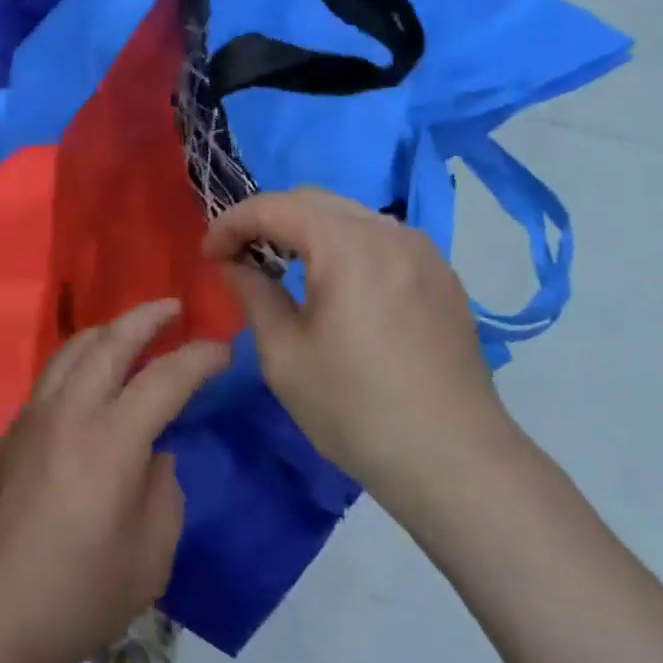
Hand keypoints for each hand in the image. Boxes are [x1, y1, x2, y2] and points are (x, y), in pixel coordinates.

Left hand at [0, 301, 229, 662]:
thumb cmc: (74, 598)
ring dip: (107, 331)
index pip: (164, 378)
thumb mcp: (148, 559)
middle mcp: (67, 413)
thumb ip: (163, 494)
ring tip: (131, 330)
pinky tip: (89, 378)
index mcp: (110, 441)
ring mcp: (30, 418)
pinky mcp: (8, 434)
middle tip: (174, 308)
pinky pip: (50, 376)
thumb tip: (155, 456)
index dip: (200, 357)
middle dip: (146, 317)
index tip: (224, 349)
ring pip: (71, 350)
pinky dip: (78, 358)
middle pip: (109, 341)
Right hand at [203, 188, 515, 500]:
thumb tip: (233, 263)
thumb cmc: (354, 409)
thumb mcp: (284, 354)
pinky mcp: (441, 278)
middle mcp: (391, 234)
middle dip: (267, 219)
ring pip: (349, 216)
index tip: (208, 253)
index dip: (233, 222)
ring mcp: (424, 253)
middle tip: (236, 254)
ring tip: (278, 265)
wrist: (454, 462)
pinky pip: (380, 239)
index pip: (276, 207)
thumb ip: (253, 294)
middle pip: (315, 201)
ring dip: (305, 230)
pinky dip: (342, 245)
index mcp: (349, 247)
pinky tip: (330, 282)